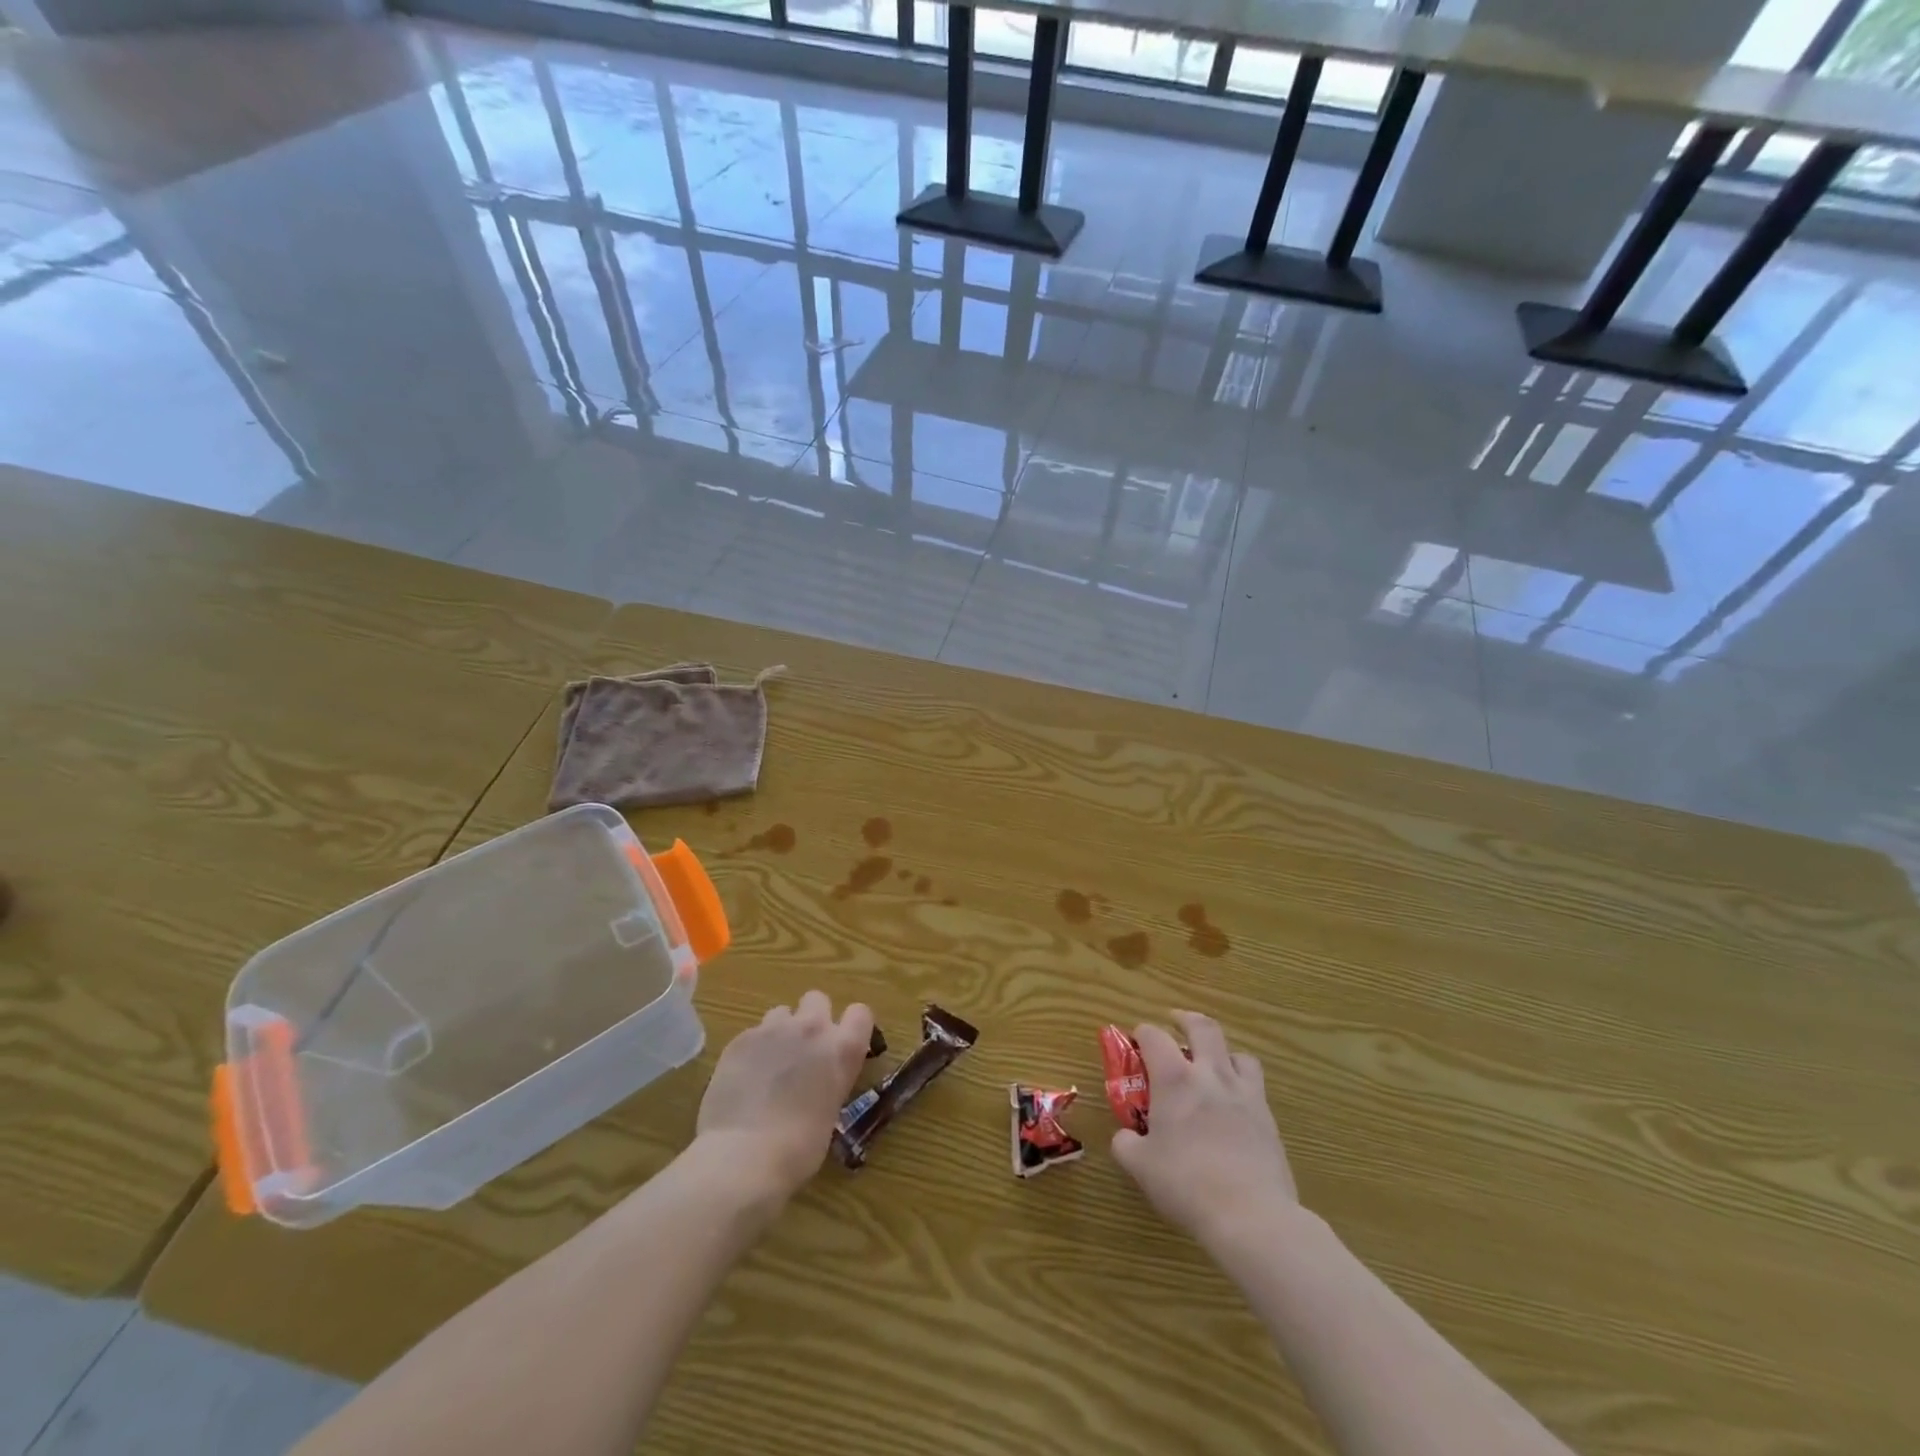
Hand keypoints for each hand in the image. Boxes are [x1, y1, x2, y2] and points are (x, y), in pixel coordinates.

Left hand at [694, 991, 874, 1201]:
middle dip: (812, 1017)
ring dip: (780, 1031)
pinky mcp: (741, 1039)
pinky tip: (744, 1079)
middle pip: (817, 999)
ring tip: (769, 1064)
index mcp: (843, 1050)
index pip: (861, 1013)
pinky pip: (753, 1033)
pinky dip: (752, 1050)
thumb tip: (814, 1083)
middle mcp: (812, 1029)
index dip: (852, 1026)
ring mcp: (774, 1029)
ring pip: (781, 1013)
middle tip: (803, 1050)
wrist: (744, 1156)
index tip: (843, 1043)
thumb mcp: (830, 1111)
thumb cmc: (799, 1149)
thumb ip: (828, 1081)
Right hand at [1111, 1011, 1297, 1249]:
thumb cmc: (1187, 1185)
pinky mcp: (1268, 1119)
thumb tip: (1125, 1136)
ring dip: (1222, 1052)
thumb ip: (1126, 1144)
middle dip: (1187, 1020)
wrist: (1252, 1216)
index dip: (1142, 1033)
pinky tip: (1234, 1105)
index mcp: (1175, 1079)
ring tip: (1213, 1064)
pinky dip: (1242, 1084)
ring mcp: (1245, 1094)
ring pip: (1238, 1053)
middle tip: (1177, 1023)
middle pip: (1203, 1028)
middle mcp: (1211, 1075)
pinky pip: (1256, 1086)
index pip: (1154, 1036)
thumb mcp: (1140, 1166)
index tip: (1136, 1043)